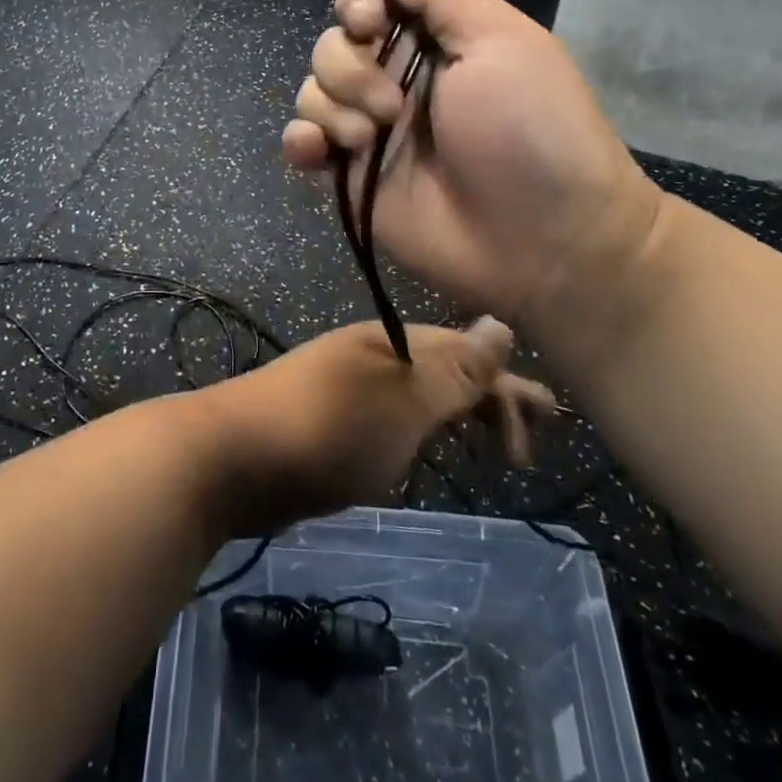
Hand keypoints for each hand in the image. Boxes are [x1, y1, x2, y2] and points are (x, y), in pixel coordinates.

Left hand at [193, 318, 557, 537]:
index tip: (549, 429)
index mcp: (393, 341)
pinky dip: (425, 431)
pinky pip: (396, 417)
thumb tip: (502, 324)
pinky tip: (429, 451)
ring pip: (422, 394)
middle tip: (525, 452)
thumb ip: (454, 371)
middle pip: (448, 369)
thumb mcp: (402, 403)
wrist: (232, 457)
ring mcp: (350, 386)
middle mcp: (374, 354)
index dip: (510, 387)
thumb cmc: (325, 429)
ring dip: (460, 416)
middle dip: (491, 402)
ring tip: (490, 450)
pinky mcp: (332, 420)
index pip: (469, 353)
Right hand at [281, 0, 663, 368]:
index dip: (357, 3)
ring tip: (374, 141)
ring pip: (313, 90)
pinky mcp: (351, 177)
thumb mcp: (501, 42)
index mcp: (434, 41)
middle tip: (395, 106)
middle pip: (333, 43)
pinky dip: (300, 140)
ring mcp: (371, 130)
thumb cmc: (532, 130)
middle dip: (351, 68)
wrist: (545, 240)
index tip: (368, 23)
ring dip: (336, 107)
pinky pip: (303, 142)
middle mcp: (396, 78)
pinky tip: (318, 151)